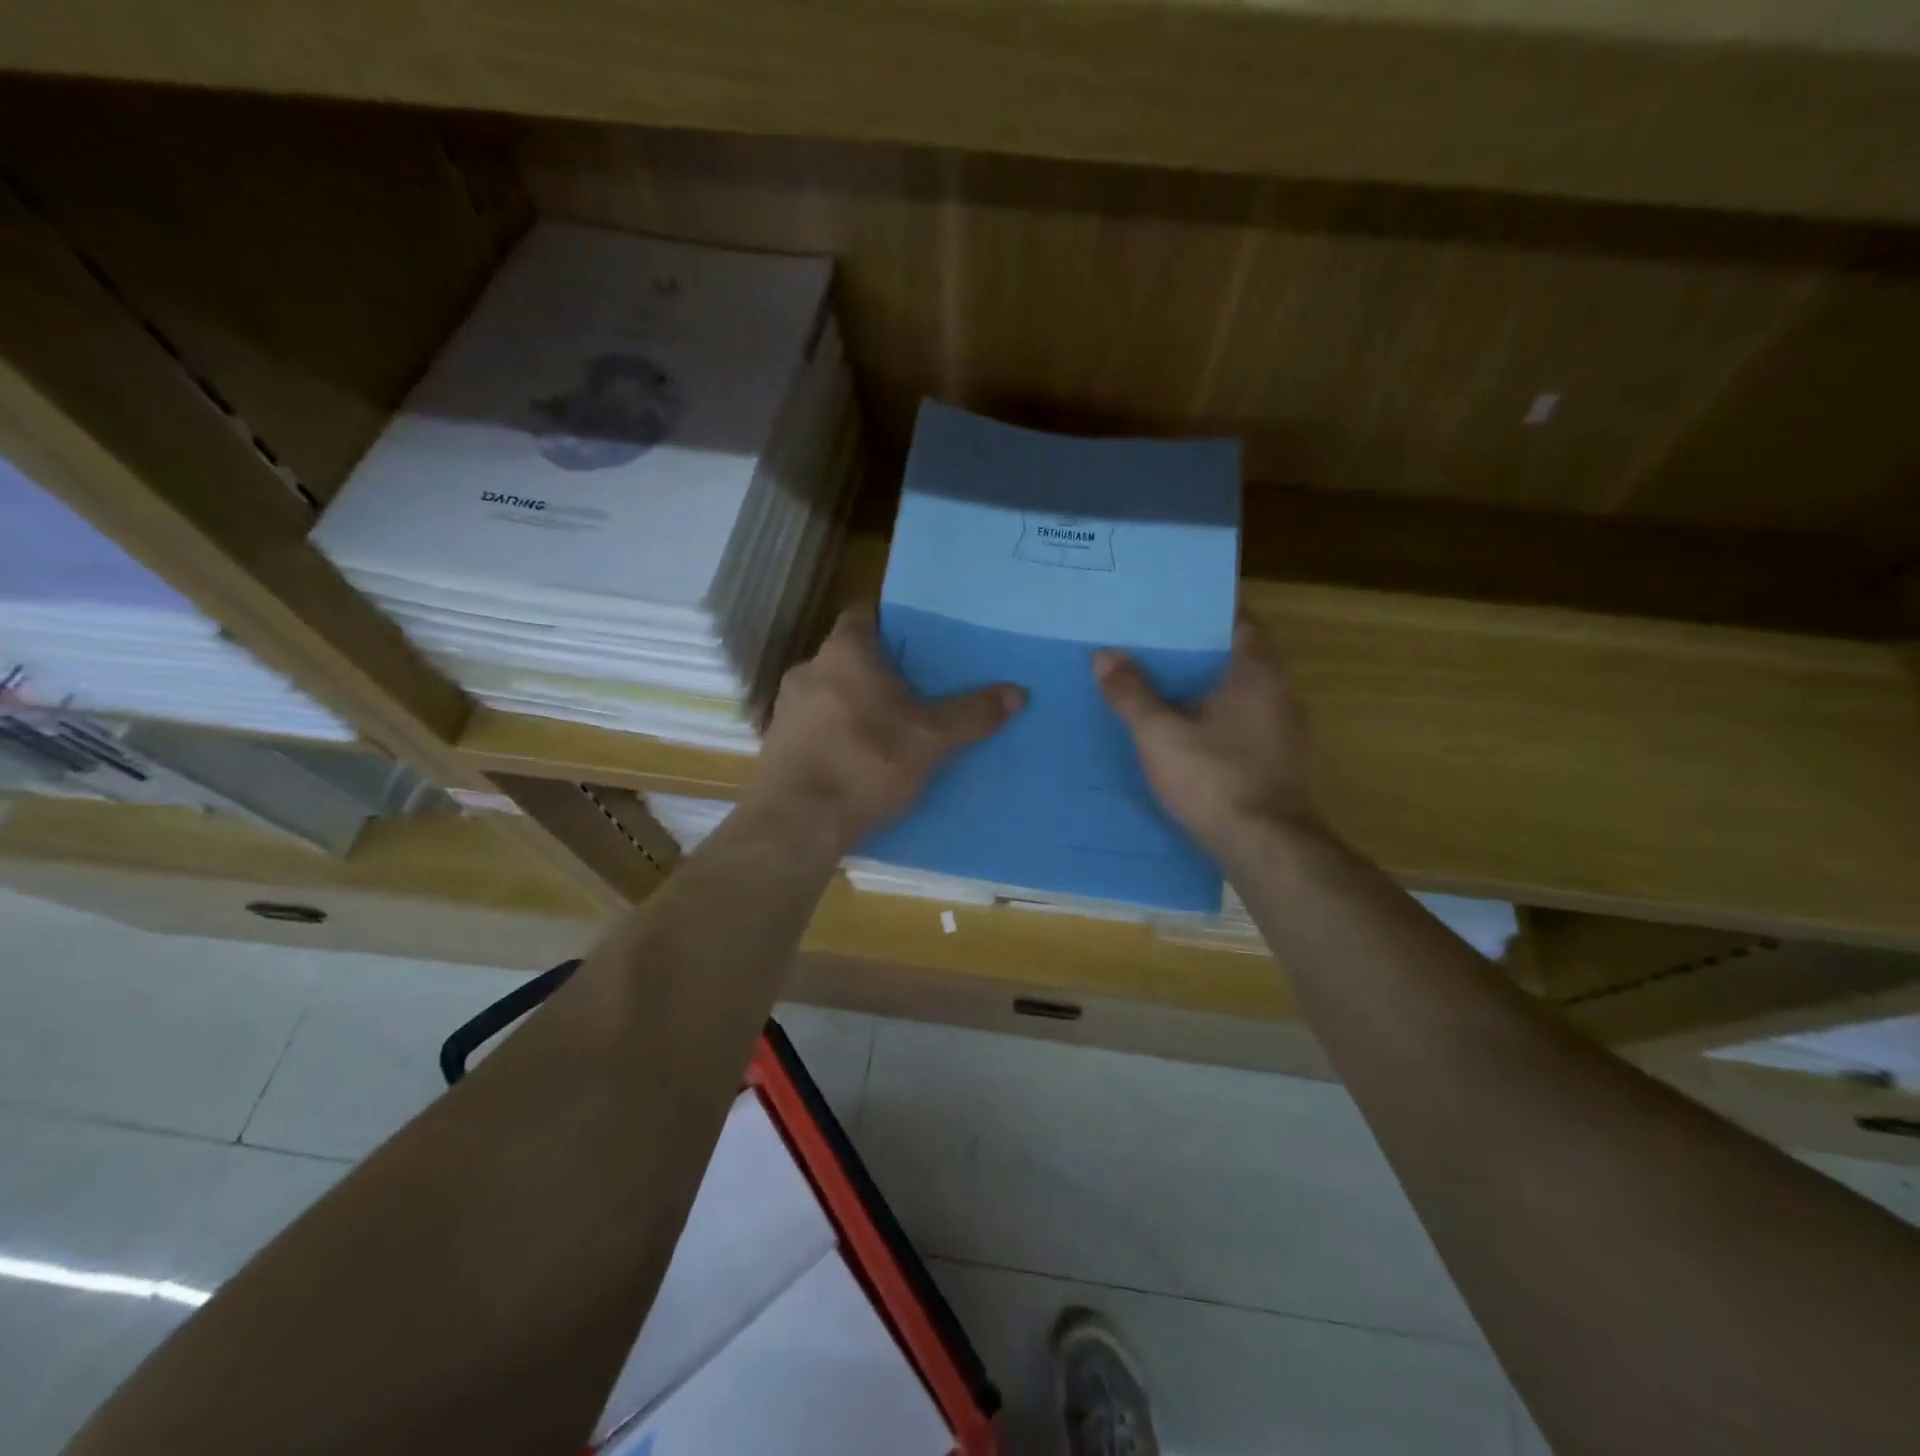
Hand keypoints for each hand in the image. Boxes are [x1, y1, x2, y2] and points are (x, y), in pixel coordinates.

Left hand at [748, 606, 1024, 854]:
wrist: (797, 823)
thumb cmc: (865, 762)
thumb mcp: (930, 739)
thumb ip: (972, 713)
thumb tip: (1017, 691)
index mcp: (844, 652)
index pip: (864, 613)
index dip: (890, 620)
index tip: (918, 636)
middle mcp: (808, 669)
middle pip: (849, 656)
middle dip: (879, 668)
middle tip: (916, 685)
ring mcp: (786, 708)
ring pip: (830, 692)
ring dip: (856, 703)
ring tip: (891, 724)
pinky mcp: (777, 744)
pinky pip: (815, 726)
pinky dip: (837, 733)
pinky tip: (858, 757)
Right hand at [1094, 616, 1326, 860]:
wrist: (1266, 848)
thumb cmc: (1214, 778)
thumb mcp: (1159, 734)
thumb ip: (1132, 693)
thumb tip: (1105, 655)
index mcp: (1258, 672)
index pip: (1237, 620)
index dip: (1204, 611)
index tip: (1169, 609)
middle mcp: (1280, 693)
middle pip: (1237, 657)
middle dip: (1197, 651)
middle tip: (1151, 644)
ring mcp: (1285, 731)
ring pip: (1240, 694)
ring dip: (1206, 688)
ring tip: (1160, 685)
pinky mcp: (1279, 763)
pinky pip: (1243, 725)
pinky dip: (1216, 720)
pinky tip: (1184, 732)